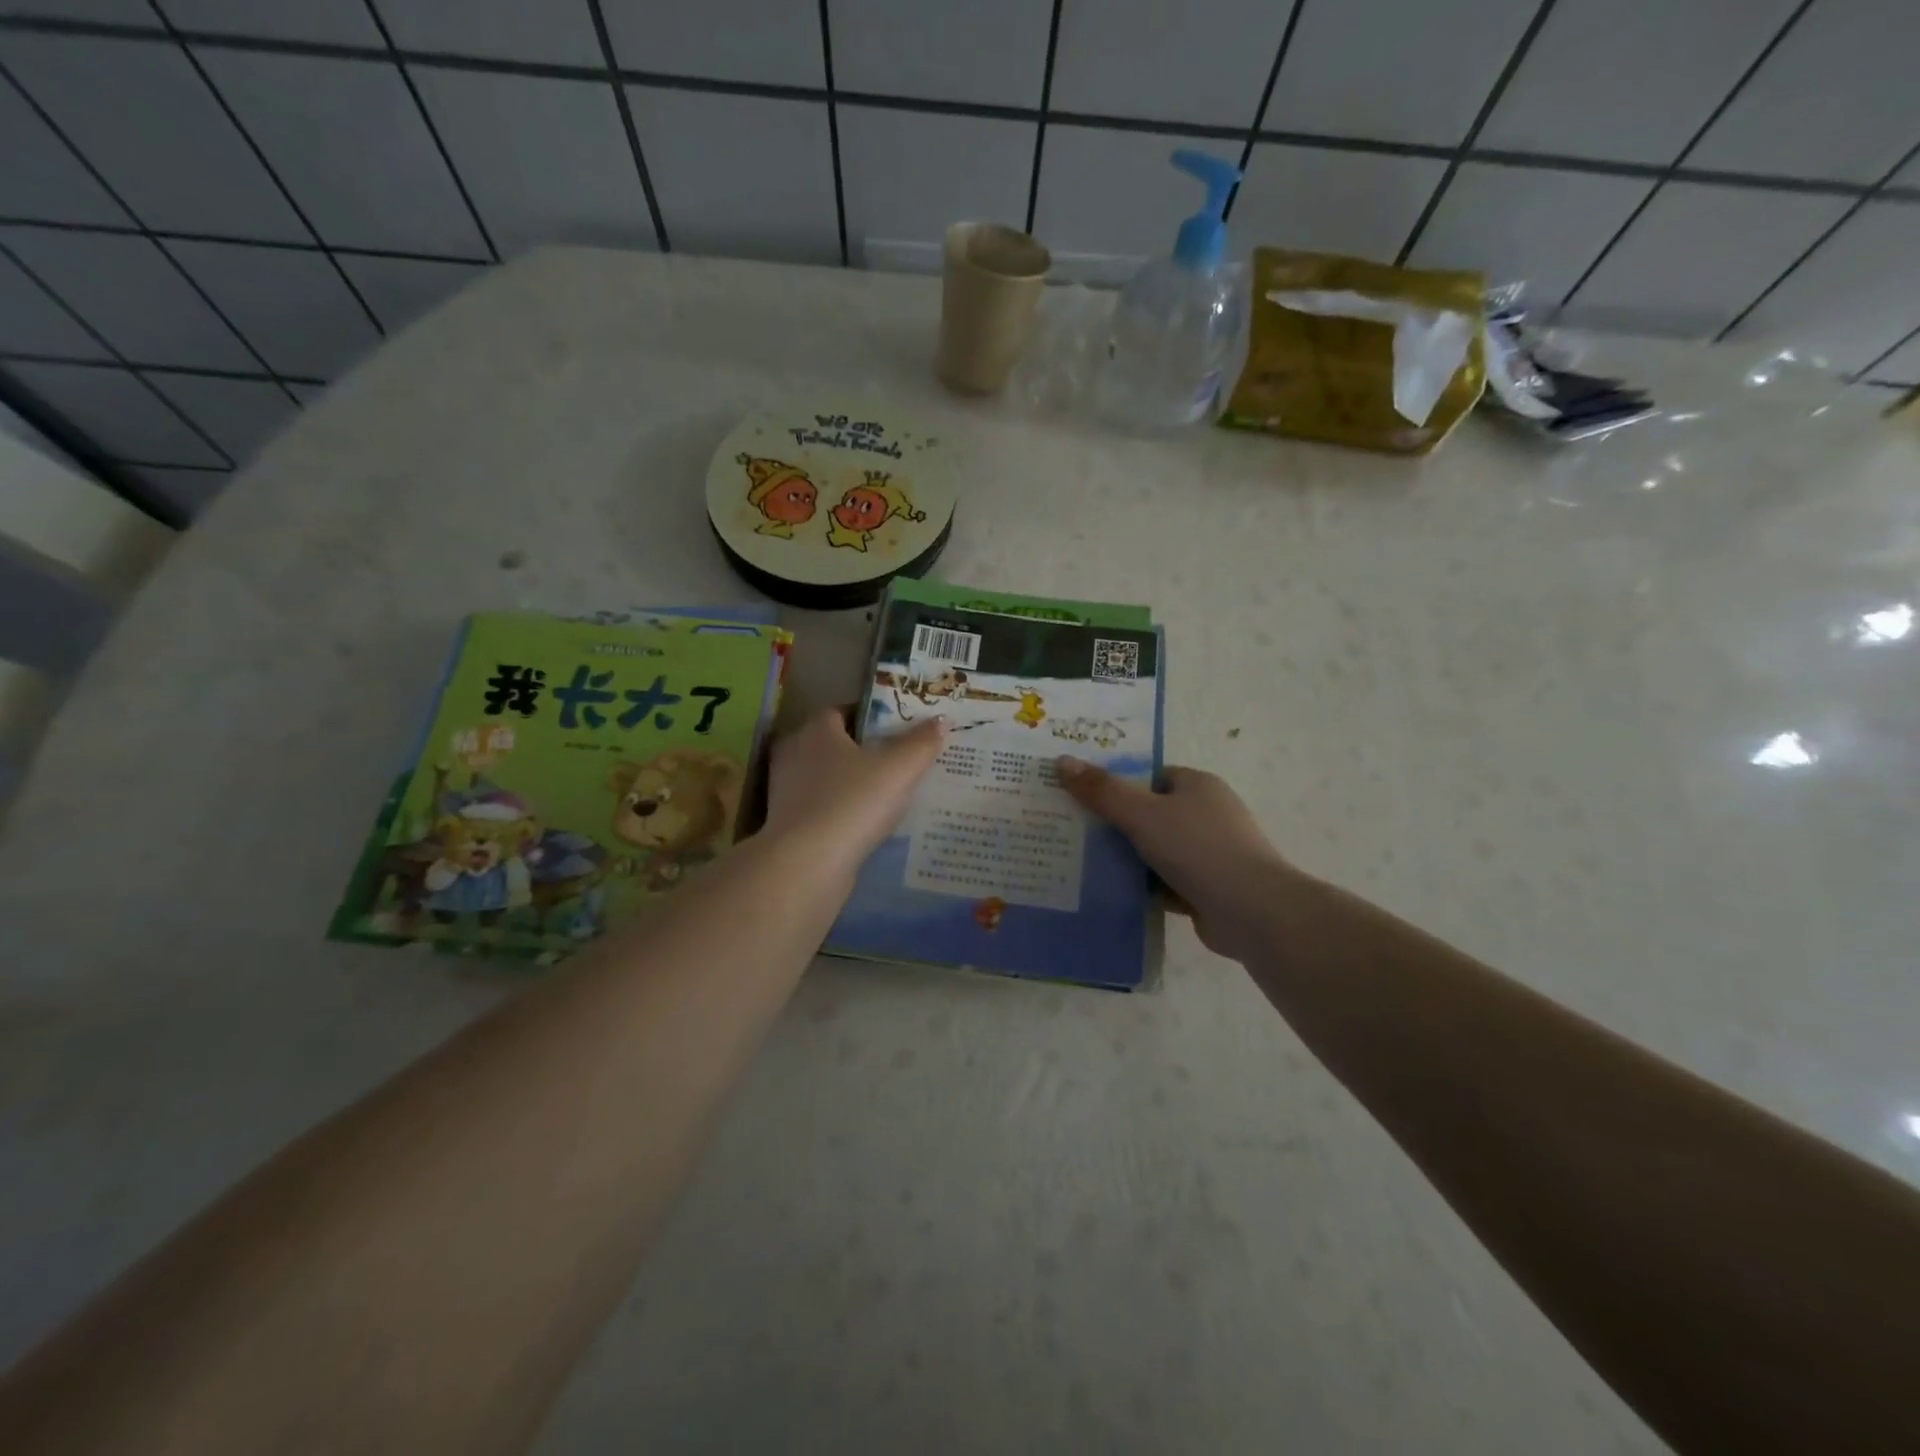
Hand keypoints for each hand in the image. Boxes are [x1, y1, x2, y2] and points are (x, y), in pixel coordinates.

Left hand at [765, 709, 945, 876]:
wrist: (807, 864)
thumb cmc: (853, 803)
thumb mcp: (899, 769)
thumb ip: (921, 742)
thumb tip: (942, 719)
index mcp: (817, 730)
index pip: (842, 711)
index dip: (870, 718)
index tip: (897, 730)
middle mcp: (795, 754)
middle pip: (833, 744)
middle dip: (861, 751)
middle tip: (897, 762)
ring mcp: (786, 791)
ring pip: (825, 778)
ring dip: (849, 784)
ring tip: (886, 795)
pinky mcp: (788, 824)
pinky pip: (821, 808)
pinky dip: (840, 812)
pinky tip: (864, 824)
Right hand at [1057, 759, 1295, 959]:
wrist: (1252, 911)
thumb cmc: (1198, 848)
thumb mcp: (1142, 813)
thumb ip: (1102, 790)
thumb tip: (1062, 761)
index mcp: (1197, 786)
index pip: (1150, 777)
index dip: (1116, 784)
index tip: (1080, 796)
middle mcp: (1206, 814)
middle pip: (1149, 814)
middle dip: (1115, 824)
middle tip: (1072, 830)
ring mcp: (1209, 854)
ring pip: (1155, 851)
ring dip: (1126, 859)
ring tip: (1080, 863)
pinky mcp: (1206, 888)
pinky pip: (1164, 882)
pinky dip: (1142, 887)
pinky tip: (1108, 893)